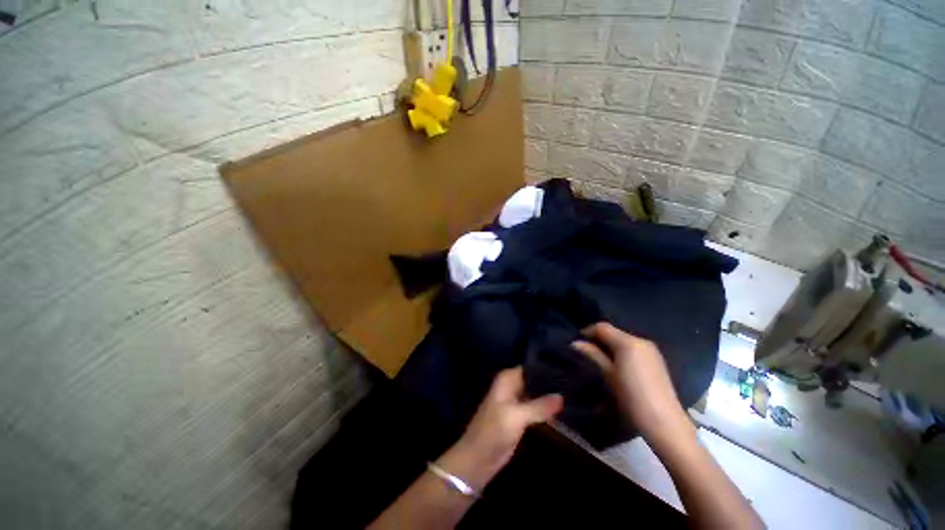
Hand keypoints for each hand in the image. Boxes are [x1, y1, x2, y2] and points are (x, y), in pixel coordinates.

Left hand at [439, 367, 562, 490]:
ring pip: (536, 395)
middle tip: (574, 386)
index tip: (568, 372)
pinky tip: (564, 412)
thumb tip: (562, 396)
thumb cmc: (493, 432)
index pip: (530, 368)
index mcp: (507, 379)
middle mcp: (512, 386)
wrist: (478, 459)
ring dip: (550, 398)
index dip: (547, 370)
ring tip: (574, 397)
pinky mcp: (520, 417)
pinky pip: (536, 409)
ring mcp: (516, 402)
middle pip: (534, 381)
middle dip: (551, 385)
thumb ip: (539, 406)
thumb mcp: (516, 416)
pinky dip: (546, 411)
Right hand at [571, 322, 694, 445]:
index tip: (576, 341)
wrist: (664, 422)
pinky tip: (617, 364)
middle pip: (614, 332)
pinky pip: (633, 348)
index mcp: (628, 342)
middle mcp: (641, 340)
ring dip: (610, 345)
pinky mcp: (656, 360)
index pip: (603, 327)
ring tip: (598, 358)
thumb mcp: (608, 374)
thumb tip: (576, 343)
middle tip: (585, 350)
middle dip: (599, 338)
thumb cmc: (631, 396)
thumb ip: (593, 354)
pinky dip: (622, 351)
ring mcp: (651, 350)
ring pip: (624, 340)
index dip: (587, 331)